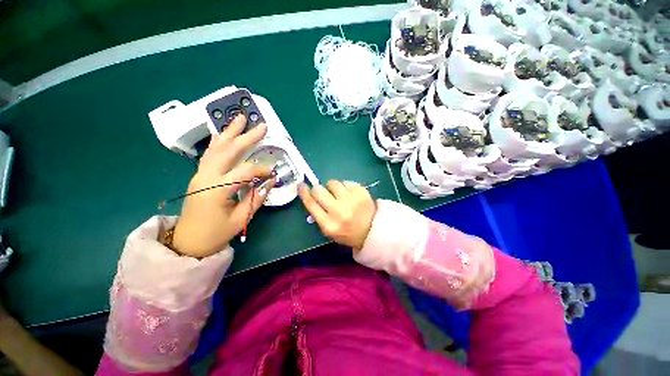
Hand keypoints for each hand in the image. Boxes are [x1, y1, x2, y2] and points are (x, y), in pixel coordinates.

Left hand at [172, 116, 273, 257]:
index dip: (262, 170)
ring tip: (239, 118)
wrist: (188, 242)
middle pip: (229, 151)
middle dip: (246, 137)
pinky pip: (209, 155)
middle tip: (260, 125)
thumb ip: (256, 198)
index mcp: (218, 189)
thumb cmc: (216, 233)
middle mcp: (206, 177)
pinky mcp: (199, 175)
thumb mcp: (241, 219)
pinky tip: (222, 133)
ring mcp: (200, 174)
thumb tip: (270, 181)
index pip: (246, 172)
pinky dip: (217, 142)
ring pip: (216, 148)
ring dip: (229, 133)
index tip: (273, 173)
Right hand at [298, 180, 376, 250]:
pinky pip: (346, 182)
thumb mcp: (329, 230)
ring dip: (332, 187)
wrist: (372, 230)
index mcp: (328, 224)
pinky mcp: (361, 191)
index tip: (301, 185)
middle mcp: (339, 211)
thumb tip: (309, 195)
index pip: (311, 203)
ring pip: (332, 183)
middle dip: (318, 189)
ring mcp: (351, 200)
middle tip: (322, 192)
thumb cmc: (347, 232)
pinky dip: (345, 186)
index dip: (304, 192)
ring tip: (339, 194)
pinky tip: (349, 194)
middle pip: (319, 190)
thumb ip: (318, 215)